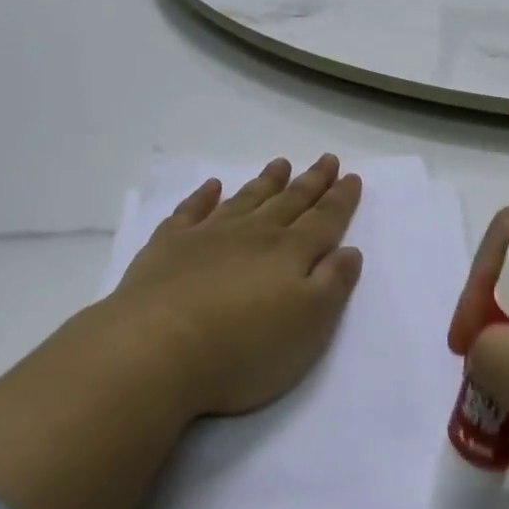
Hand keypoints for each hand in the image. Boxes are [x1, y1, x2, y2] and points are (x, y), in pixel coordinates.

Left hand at [114, 155, 363, 419]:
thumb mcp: (308, 326)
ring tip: (281, 163)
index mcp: (290, 253)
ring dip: (266, 182)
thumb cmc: (243, 348)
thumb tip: (349, 249)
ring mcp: (209, 235)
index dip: (340, 199)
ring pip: (246, 200)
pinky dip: (203, 196)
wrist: (156, 349)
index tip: (352, 176)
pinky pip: (192, 211)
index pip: (324, 220)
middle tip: (326, 159)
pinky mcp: (169, 246)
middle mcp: (253, 234)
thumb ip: (332, 284)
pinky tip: (211, 186)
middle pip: (289, 202)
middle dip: (311, 182)